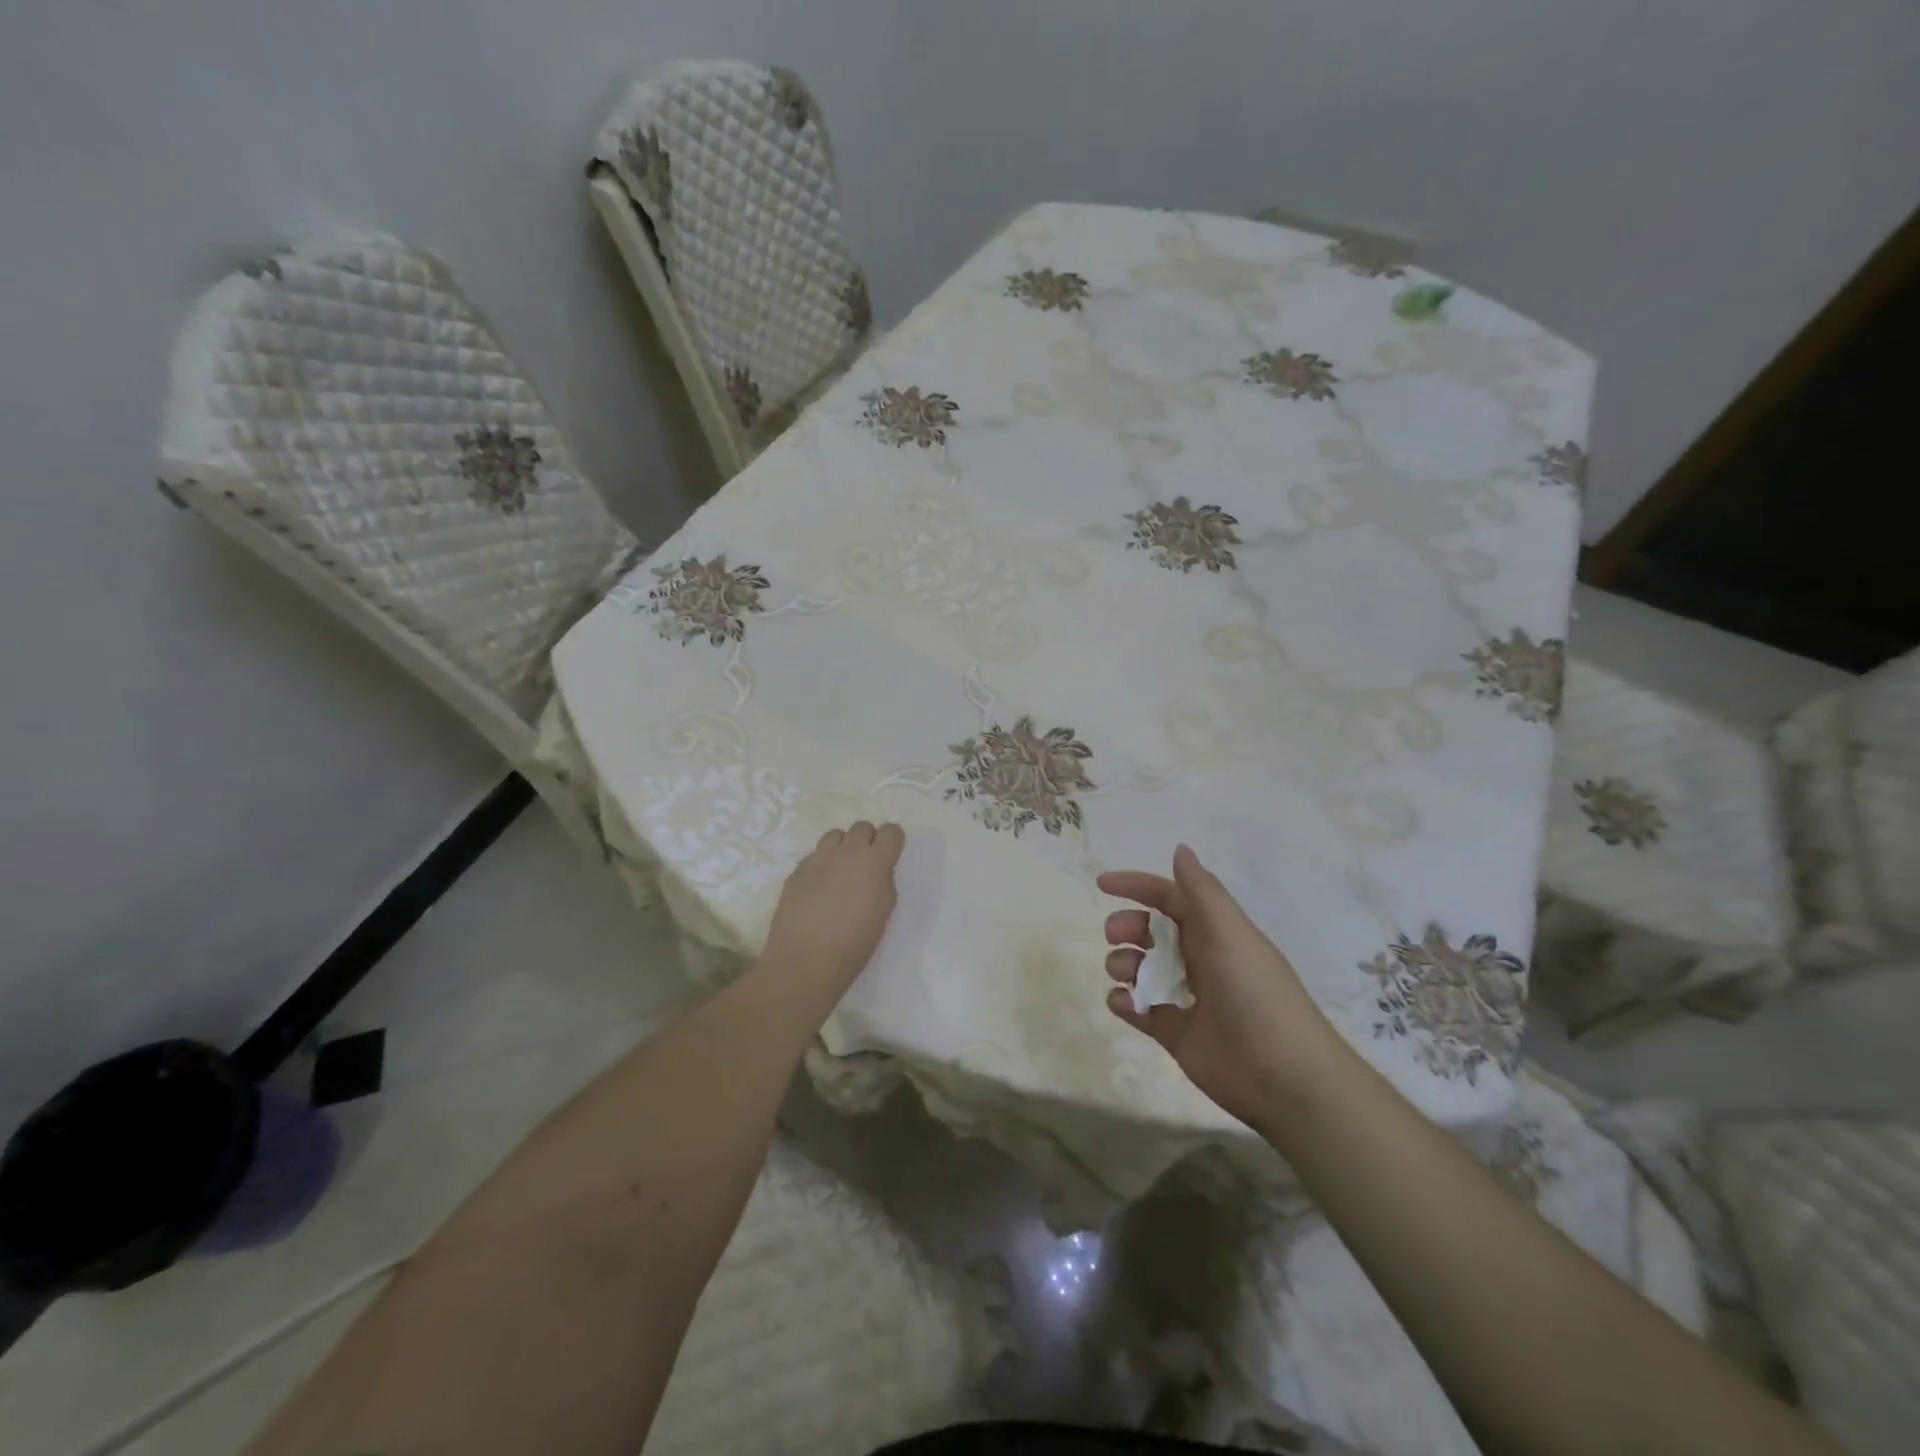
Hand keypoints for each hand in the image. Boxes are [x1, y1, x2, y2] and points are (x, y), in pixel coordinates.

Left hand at [762, 822, 903, 999]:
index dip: (892, 841)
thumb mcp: (884, 912)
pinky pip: (814, 855)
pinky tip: (818, 888)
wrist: (806, 960)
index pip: (891, 831)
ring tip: (840, 872)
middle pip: (862, 826)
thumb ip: (883, 882)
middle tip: (865, 865)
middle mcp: (846, 852)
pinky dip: (821, 865)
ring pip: (835, 835)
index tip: (890, 855)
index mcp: (874, 862)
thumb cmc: (854, 943)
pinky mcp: (797, 870)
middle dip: (867, 841)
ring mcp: (818, 859)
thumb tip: (876, 872)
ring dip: (842, 847)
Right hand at [1100, 845, 1349, 1131]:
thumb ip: (1202, 892)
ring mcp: (1187, 998)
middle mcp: (1199, 959)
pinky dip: (1125, 1003)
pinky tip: (1125, 1004)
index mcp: (1215, 932)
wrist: (1284, 1078)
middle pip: (1150, 931)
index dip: (1138, 886)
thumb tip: (1180, 849)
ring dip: (1123, 964)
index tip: (1102, 885)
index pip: (1170, 898)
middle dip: (1126, 927)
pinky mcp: (1175, 1033)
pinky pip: (1140, 1010)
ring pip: (1141, 969)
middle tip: (1114, 936)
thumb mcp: (1231, 934)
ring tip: (1124, 974)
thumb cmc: (1257, 995)